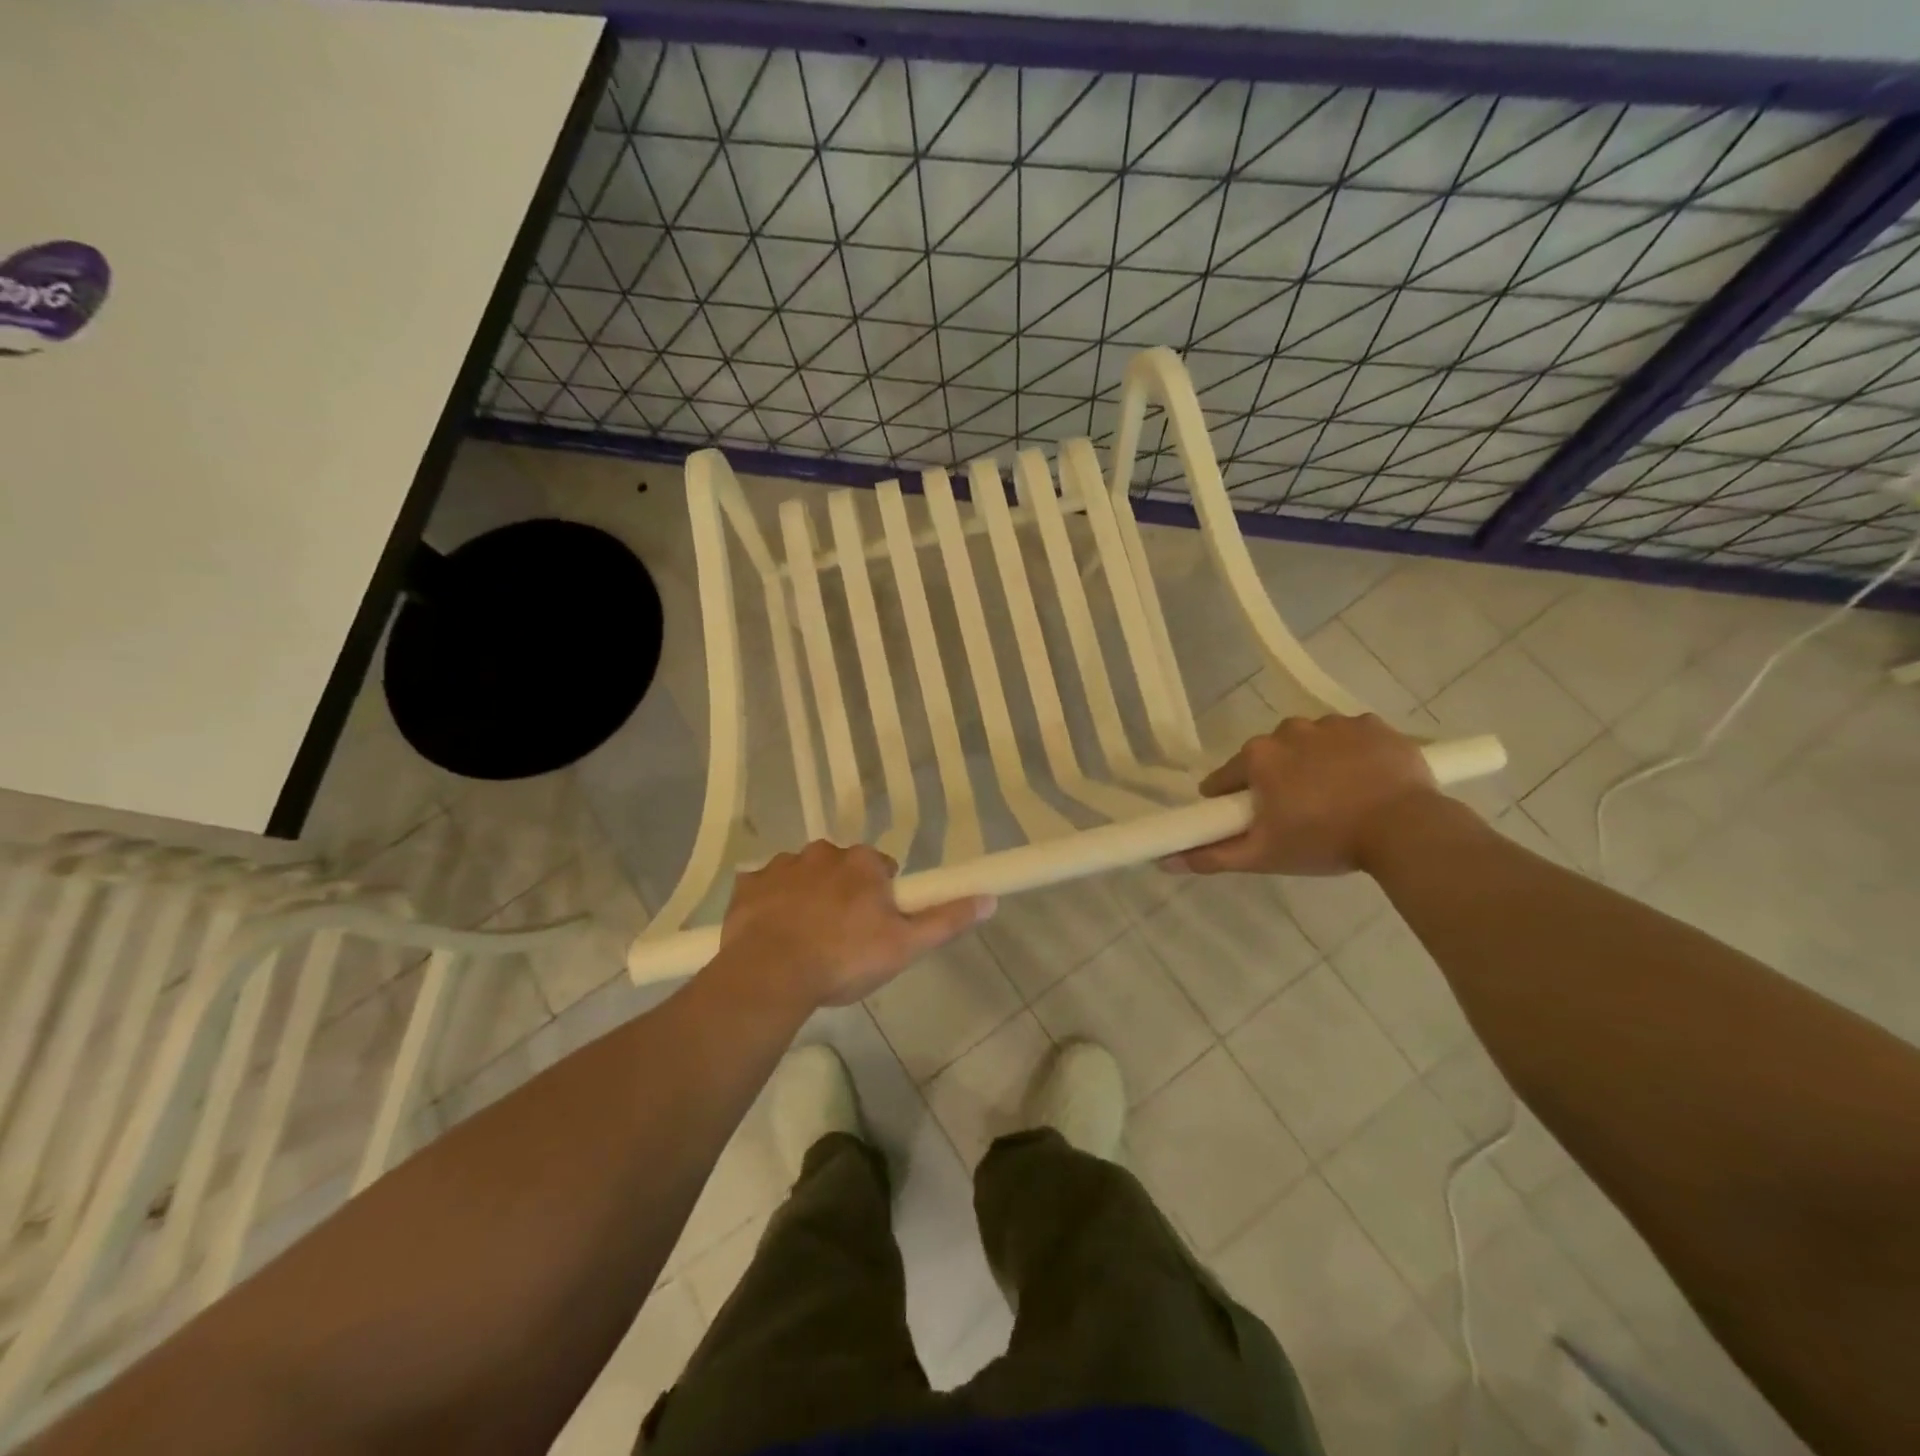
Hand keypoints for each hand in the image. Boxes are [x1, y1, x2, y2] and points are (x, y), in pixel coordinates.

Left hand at [719, 841, 993, 1007]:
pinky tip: (772, 934)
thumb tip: (990, 899)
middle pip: (842, 868)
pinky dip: (771, 904)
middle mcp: (824, 852)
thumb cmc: (844, 958)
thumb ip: (946, 920)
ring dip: (807, 897)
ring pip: (803, 875)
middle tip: (841, 938)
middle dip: (843, 894)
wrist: (770, 974)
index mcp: (862, 862)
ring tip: (805, 940)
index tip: (874, 927)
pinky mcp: (748, 885)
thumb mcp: (905, 945)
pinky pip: (765, 888)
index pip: (881, 869)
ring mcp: (782, 866)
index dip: (881, 897)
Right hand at [1168, 715, 1441, 876]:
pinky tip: (1365, 780)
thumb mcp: (1263, 856)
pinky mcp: (1373, 724)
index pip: (1227, 777)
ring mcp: (1334, 724)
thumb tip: (1164, 860)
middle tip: (1297, 814)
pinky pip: (1351, 737)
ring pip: (1311, 744)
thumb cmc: (1324, 841)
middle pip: (1270, 757)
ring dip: (1314, 764)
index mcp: (1258, 757)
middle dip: (1276, 780)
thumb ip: (1211, 856)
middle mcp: (1289, 730)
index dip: (1232, 801)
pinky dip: (1353, 754)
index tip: (1250, 820)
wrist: (1406, 830)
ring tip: (1336, 798)